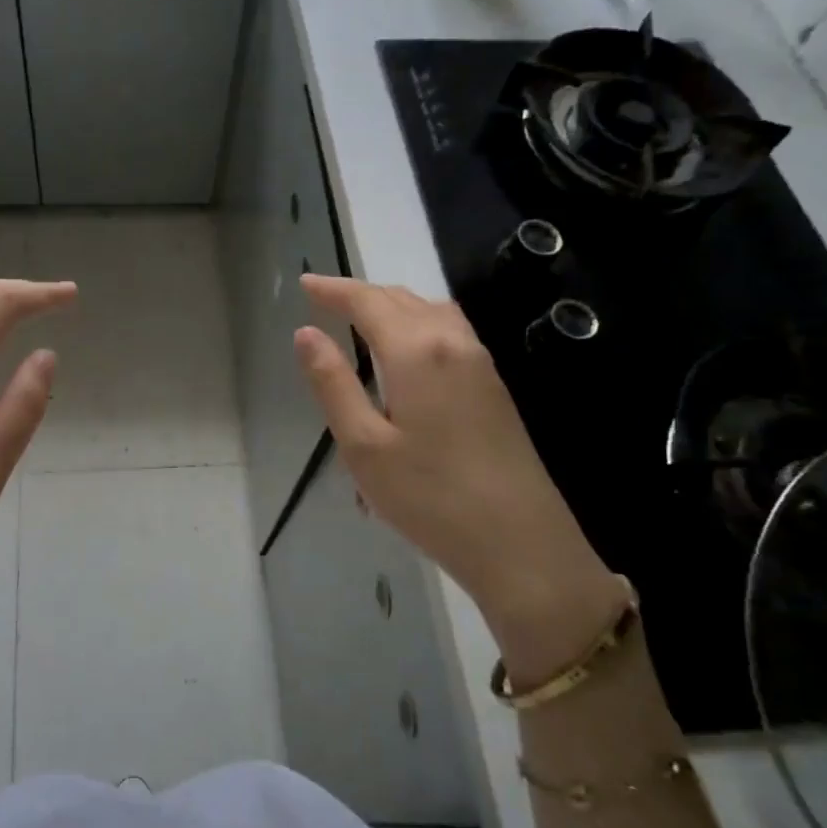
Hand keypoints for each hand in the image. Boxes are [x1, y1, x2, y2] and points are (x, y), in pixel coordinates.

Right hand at [294, 275, 623, 678]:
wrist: (521, 544)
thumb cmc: (430, 498)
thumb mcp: (363, 446)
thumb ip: (333, 383)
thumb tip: (306, 333)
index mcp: (416, 351)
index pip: (368, 302)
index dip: (333, 290)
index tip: (305, 283)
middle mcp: (452, 343)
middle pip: (402, 298)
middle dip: (361, 292)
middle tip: (325, 298)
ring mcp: (480, 363)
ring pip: (431, 311)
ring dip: (393, 303)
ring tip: (362, 315)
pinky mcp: (494, 386)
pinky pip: (450, 331)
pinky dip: (418, 321)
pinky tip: (409, 347)